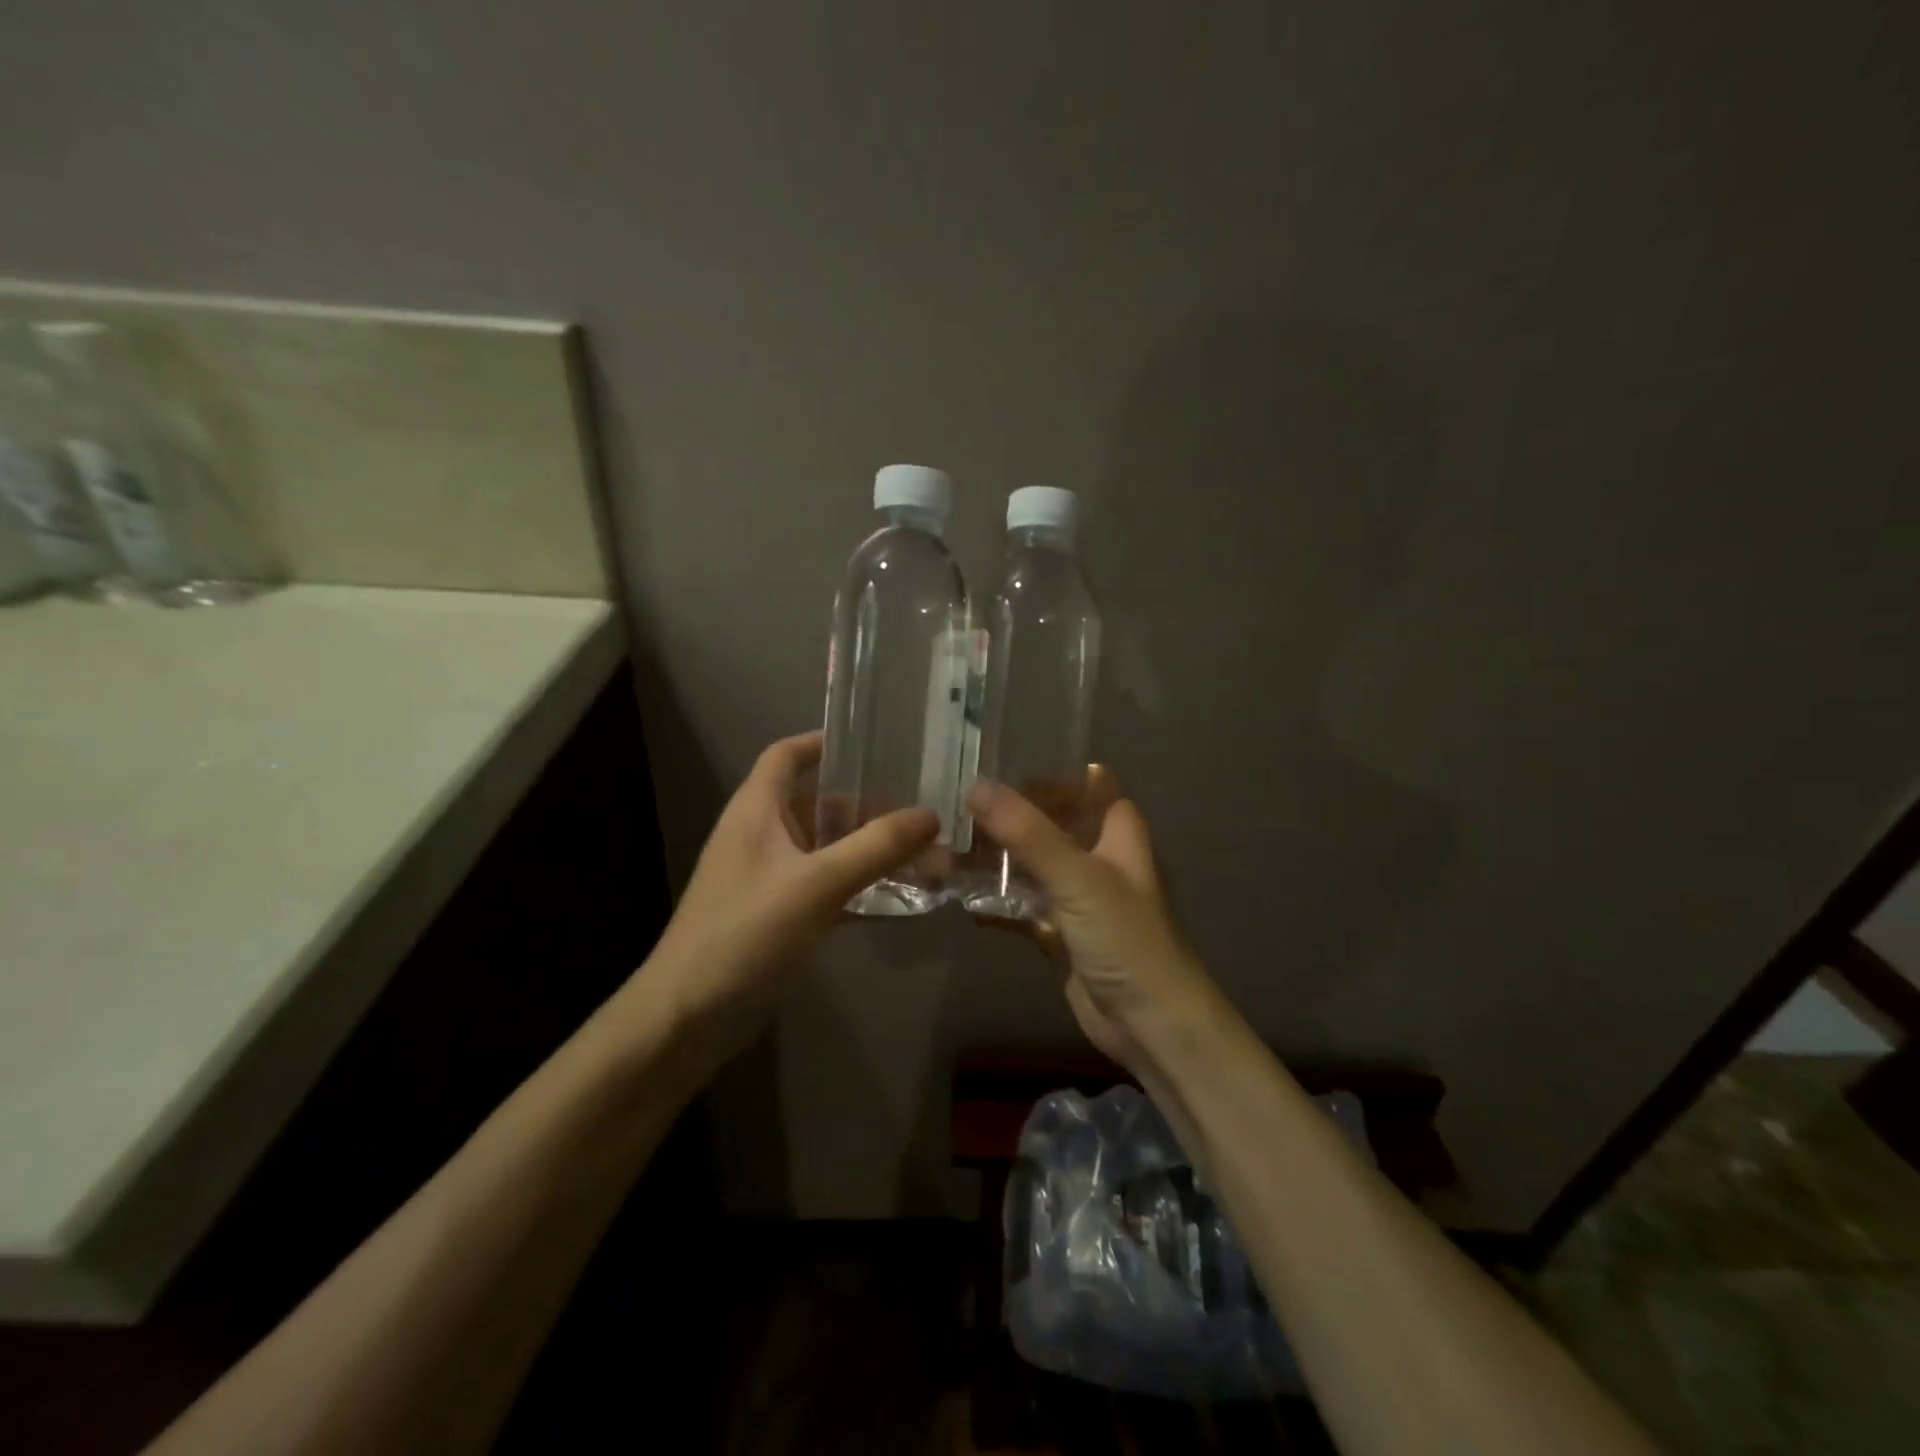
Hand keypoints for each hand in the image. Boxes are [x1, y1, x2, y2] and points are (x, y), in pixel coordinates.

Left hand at [647, 731, 938, 1029]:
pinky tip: (898, 896)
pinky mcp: (776, 916)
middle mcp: (760, 836)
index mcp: (756, 810)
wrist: (689, 1016)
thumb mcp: (817, 883)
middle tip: (918, 803)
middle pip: (816, 802)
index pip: (786, 754)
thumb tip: (930, 814)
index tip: (873, 743)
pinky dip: (857, 886)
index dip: (823, 742)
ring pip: (824, 848)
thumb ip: (876, 847)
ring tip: (922, 848)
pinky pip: (825, 887)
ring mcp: (767, 878)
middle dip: (865, 802)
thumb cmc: (746, 932)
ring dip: (866, 848)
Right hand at [966, 772, 1220, 1074]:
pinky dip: (996, 902)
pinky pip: (1022, 907)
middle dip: (1012, 815)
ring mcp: (1079, 898)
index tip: (1003, 765)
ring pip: (1034, 866)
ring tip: (949, 844)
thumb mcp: (1078, 877)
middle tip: (960, 803)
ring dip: (998, 859)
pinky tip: (960, 897)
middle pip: (1054, 823)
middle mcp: (1099, 859)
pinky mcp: (1060, 933)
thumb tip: (976, 785)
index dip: (1053, 773)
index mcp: (1118, 834)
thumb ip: (1027, 832)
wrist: (1150, 1024)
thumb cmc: (1126, 938)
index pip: (1089, 784)